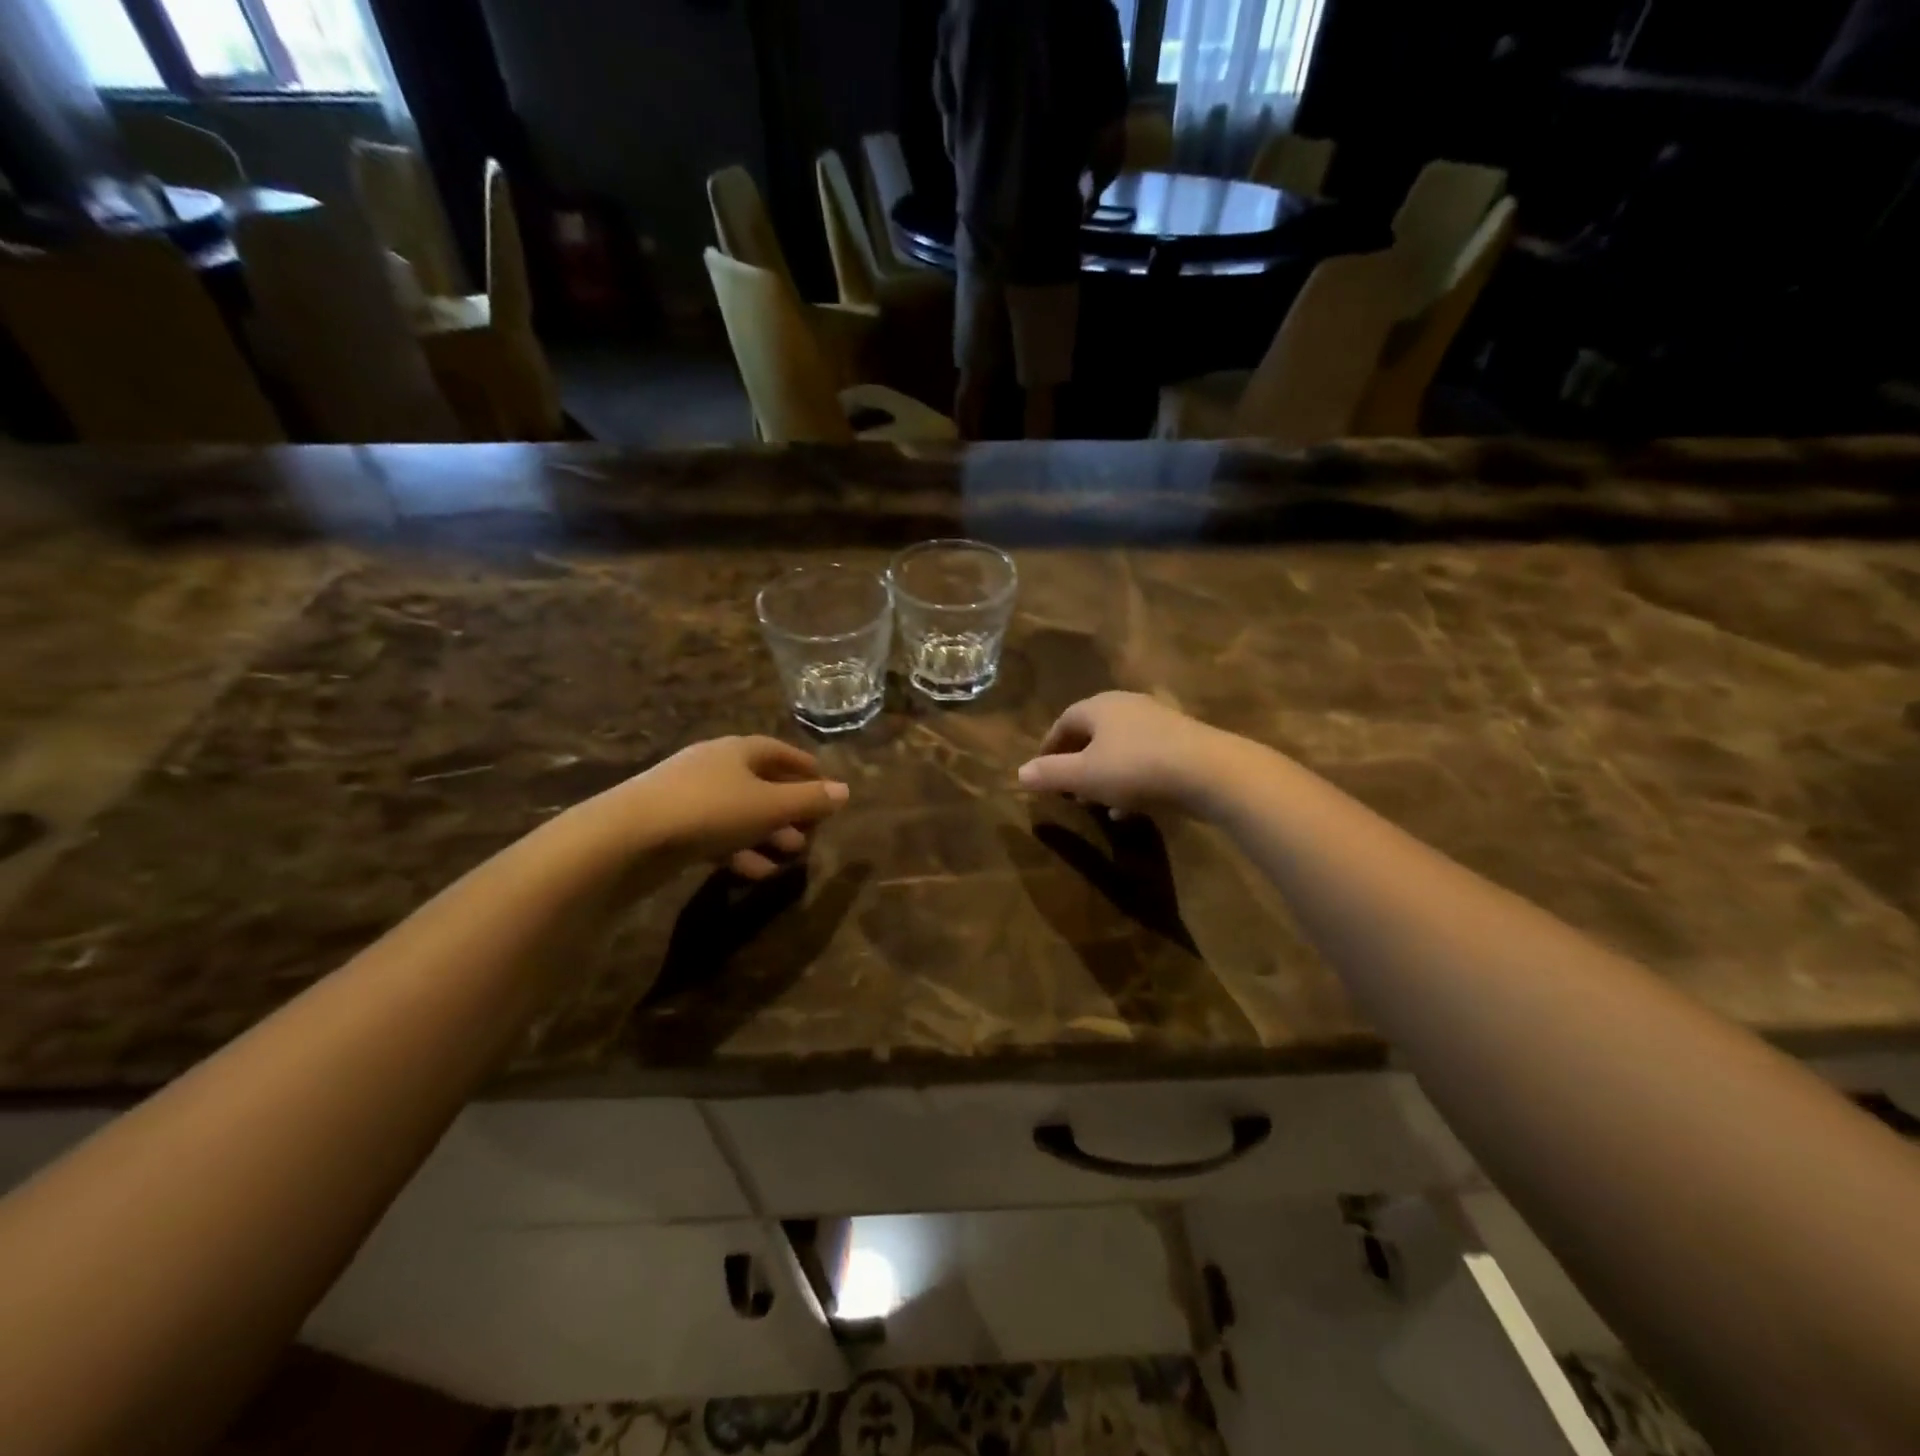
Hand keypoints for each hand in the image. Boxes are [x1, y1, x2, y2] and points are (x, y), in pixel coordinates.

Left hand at [595, 737, 849, 878]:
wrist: (627, 838)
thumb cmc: (709, 811)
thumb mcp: (769, 806)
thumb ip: (809, 800)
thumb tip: (845, 791)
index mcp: (737, 751)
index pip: (780, 752)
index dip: (806, 768)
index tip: (826, 786)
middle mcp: (714, 766)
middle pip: (761, 783)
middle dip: (789, 808)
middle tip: (811, 831)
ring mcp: (689, 796)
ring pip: (740, 813)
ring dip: (767, 834)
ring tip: (789, 857)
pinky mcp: (672, 826)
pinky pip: (717, 835)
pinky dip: (739, 851)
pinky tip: (754, 873)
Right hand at [1017, 692, 1229, 816]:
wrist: (1211, 772)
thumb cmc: (1137, 768)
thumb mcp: (1085, 776)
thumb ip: (1050, 774)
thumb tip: (1020, 773)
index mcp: (1100, 707)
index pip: (1064, 721)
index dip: (1049, 746)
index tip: (1040, 770)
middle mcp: (1128, 707)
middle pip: (1093, 733)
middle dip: (1076, 761)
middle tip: (1066, 788)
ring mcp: (1158, 723)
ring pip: (1119, 749)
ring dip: (1103, 775)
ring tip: (1094, 803)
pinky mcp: (1182, 744)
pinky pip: (1144, 761)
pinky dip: (1129, 782)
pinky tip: (1128, 810)